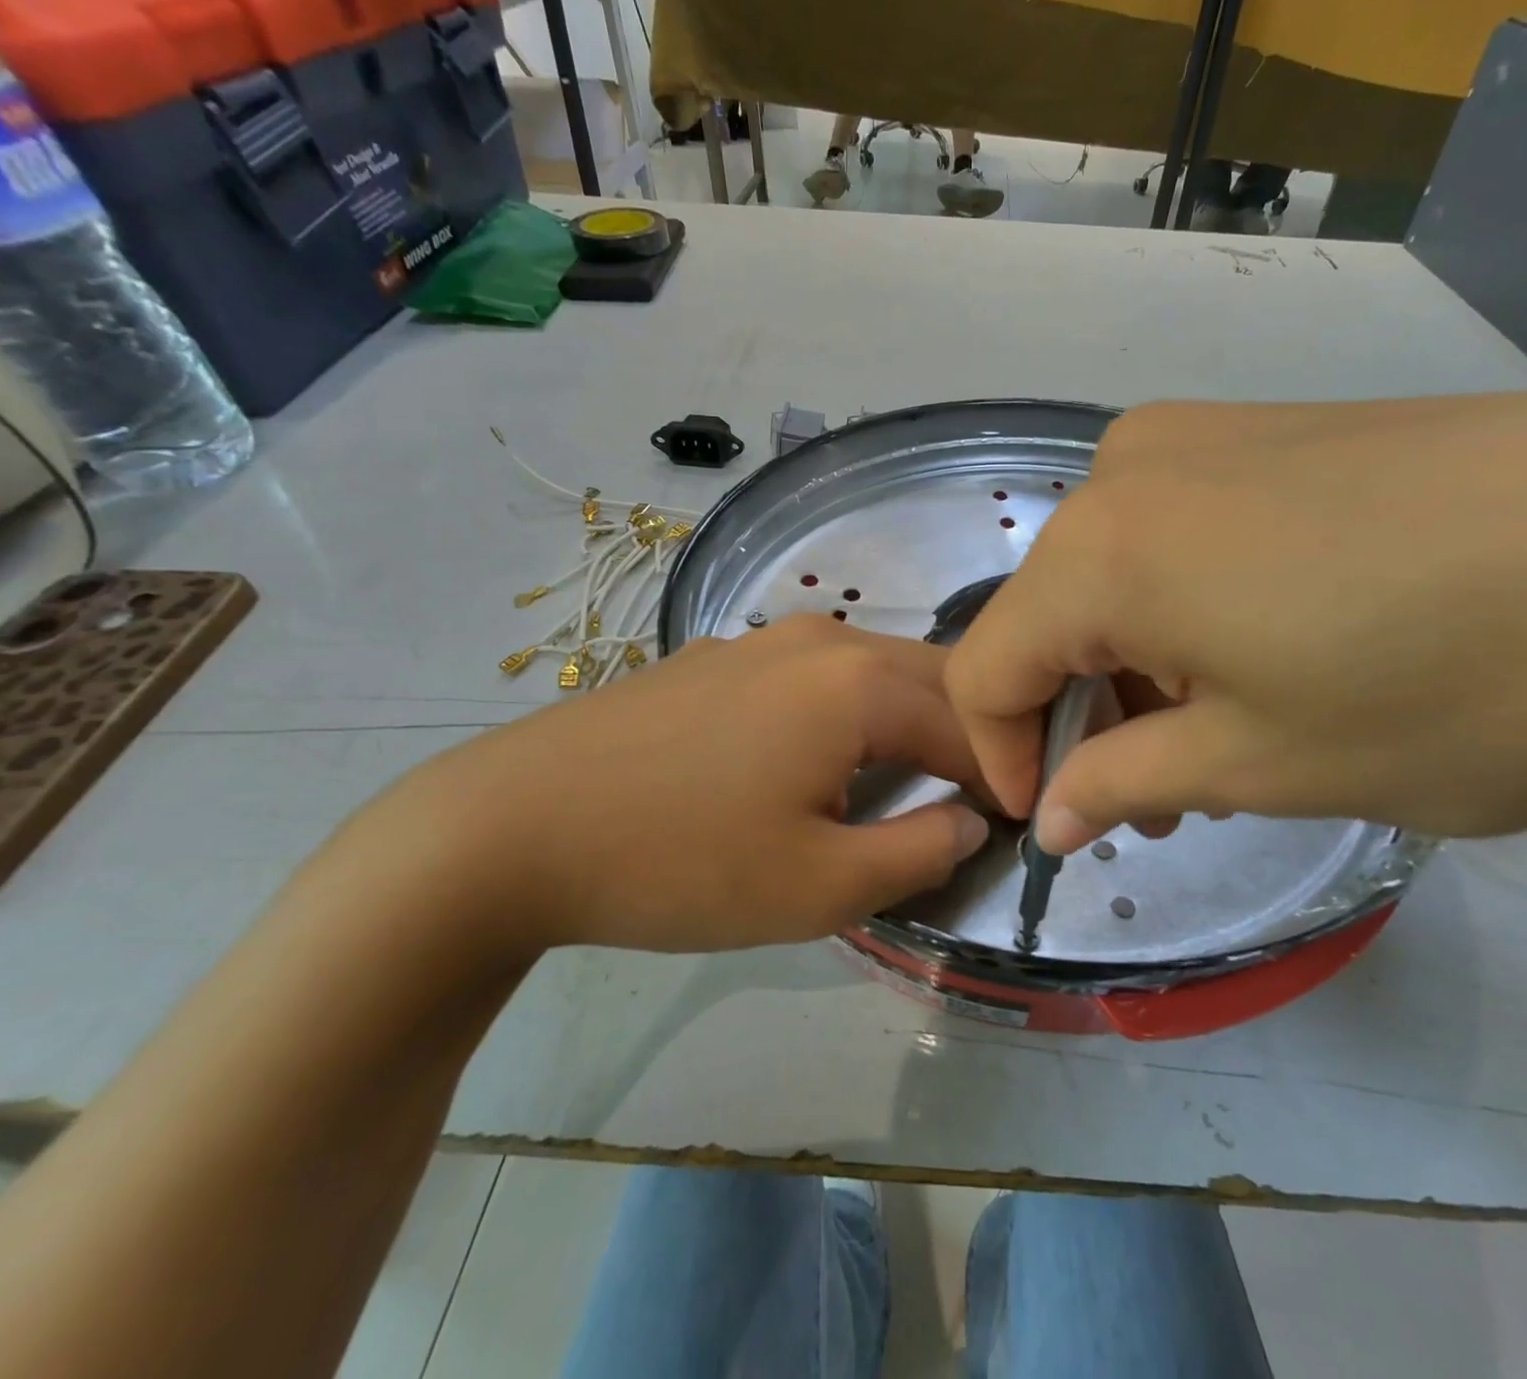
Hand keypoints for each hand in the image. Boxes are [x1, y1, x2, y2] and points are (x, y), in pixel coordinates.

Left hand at [403, 617, 990, 952]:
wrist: (512, 827)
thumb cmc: (680, 863)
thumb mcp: (819, 886)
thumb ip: (920, 853)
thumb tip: (971, 822)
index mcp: (860, 683)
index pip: (970, 725)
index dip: (1002, 778)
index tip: (1015, 825)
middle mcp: (823, 639)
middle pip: (931, 680)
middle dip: (967, 736)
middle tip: (974, 802)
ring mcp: (763, 639)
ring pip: (874, 670)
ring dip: (910, 719)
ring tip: (910, 781)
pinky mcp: (719, 656)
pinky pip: (818, 674)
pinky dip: (851, 710)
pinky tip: (822, 757)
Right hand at [945, 391, 1526, 853]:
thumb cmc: (1449, 686)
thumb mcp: (1259, 765)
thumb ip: (1122, 786)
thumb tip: (1050, 818)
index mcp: (1099, 549)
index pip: (986, 666)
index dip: (1001, 754)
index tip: (1053, 822)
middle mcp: (1125, 471)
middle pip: (1046, 616)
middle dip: (1078, 715)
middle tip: (1149, 797)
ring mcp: (1200, 434)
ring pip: (1109, 575)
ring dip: (1132, 665)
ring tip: (1212, 737)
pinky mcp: (1268, 428)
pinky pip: (1171, 533)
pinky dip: (1179, 609)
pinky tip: (1258, 654)